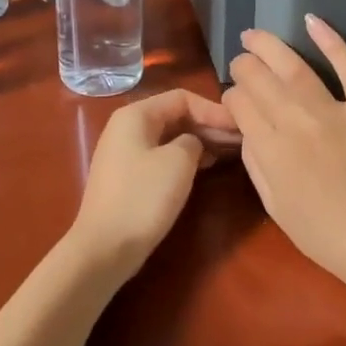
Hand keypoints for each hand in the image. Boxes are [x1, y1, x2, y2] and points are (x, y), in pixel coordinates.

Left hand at [66, 89, 240, 282]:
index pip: (182, 98)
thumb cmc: (143, 197)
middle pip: (175, 115)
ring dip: (200, 142)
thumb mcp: (179, 161)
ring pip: (170, 137)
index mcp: (135, 114)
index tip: (239, 126)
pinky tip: (206, 167)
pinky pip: (161, 156)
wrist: (105, 247)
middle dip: (208, 125)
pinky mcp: (128, 177)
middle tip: (240, 139)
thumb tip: (195, 143)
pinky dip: (185, 158)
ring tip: (229, 152)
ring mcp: (125, 153)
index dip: (213, 110)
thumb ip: (194, 141)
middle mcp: (127, 127)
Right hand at [224, 16, 345, 292]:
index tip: (236, 101)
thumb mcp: (273, 204)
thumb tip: (247, 129)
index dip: (232, 97)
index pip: (239, 104)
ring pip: (294, 67)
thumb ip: (255, 162)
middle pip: (259, 79)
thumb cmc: (321, 233)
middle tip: (241, 62)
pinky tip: (312, 20)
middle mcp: (295, 122)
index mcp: (269, 149)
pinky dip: (331, 41)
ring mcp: (333, 111)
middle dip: (244, 66)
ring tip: (253, 34)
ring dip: (269, 45)